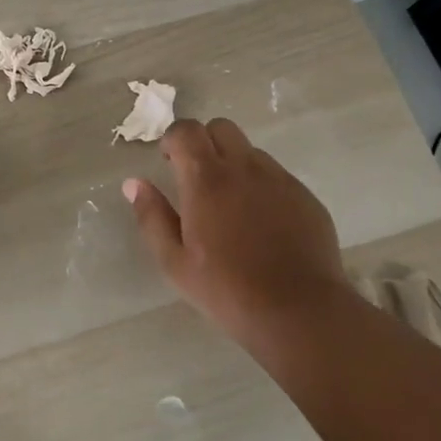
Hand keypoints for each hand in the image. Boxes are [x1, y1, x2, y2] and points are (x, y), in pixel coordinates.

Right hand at [123, 118, 347, 350]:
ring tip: (232, 205)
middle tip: (197, 178)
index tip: (168, 161)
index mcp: (206, 179)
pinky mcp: (305, 196)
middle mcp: (244, 168)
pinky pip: (276, 175)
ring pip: (250, 151)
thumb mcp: (175, 262)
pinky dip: (261, 186)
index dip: (173, 139)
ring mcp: (279, 179)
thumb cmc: (228, 290)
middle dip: (204, 142)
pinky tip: (262, 224)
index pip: (186, 130)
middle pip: (220, 128)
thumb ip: (151, 216)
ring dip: (234, 164)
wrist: (300, 312)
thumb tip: (134, 183)